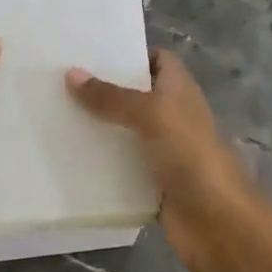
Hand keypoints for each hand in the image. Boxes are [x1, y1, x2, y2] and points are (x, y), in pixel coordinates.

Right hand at [66, 49, 258, 271]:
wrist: (217, 220)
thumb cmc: (190, 153)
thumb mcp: (150, 114)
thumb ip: (111, 96)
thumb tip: (71, 74)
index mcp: (179, 89)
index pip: (157, 59)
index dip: (130, 53)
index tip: (90, 51)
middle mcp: (171, 115)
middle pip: (134, 95)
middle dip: (103, 89)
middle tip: (60, 81)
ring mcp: (161, 149)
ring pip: (124, 131)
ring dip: (97, 126)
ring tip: (54, 113)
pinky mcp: (150, 180)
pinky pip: (120, 165)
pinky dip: (99, 161)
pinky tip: (67, 154)